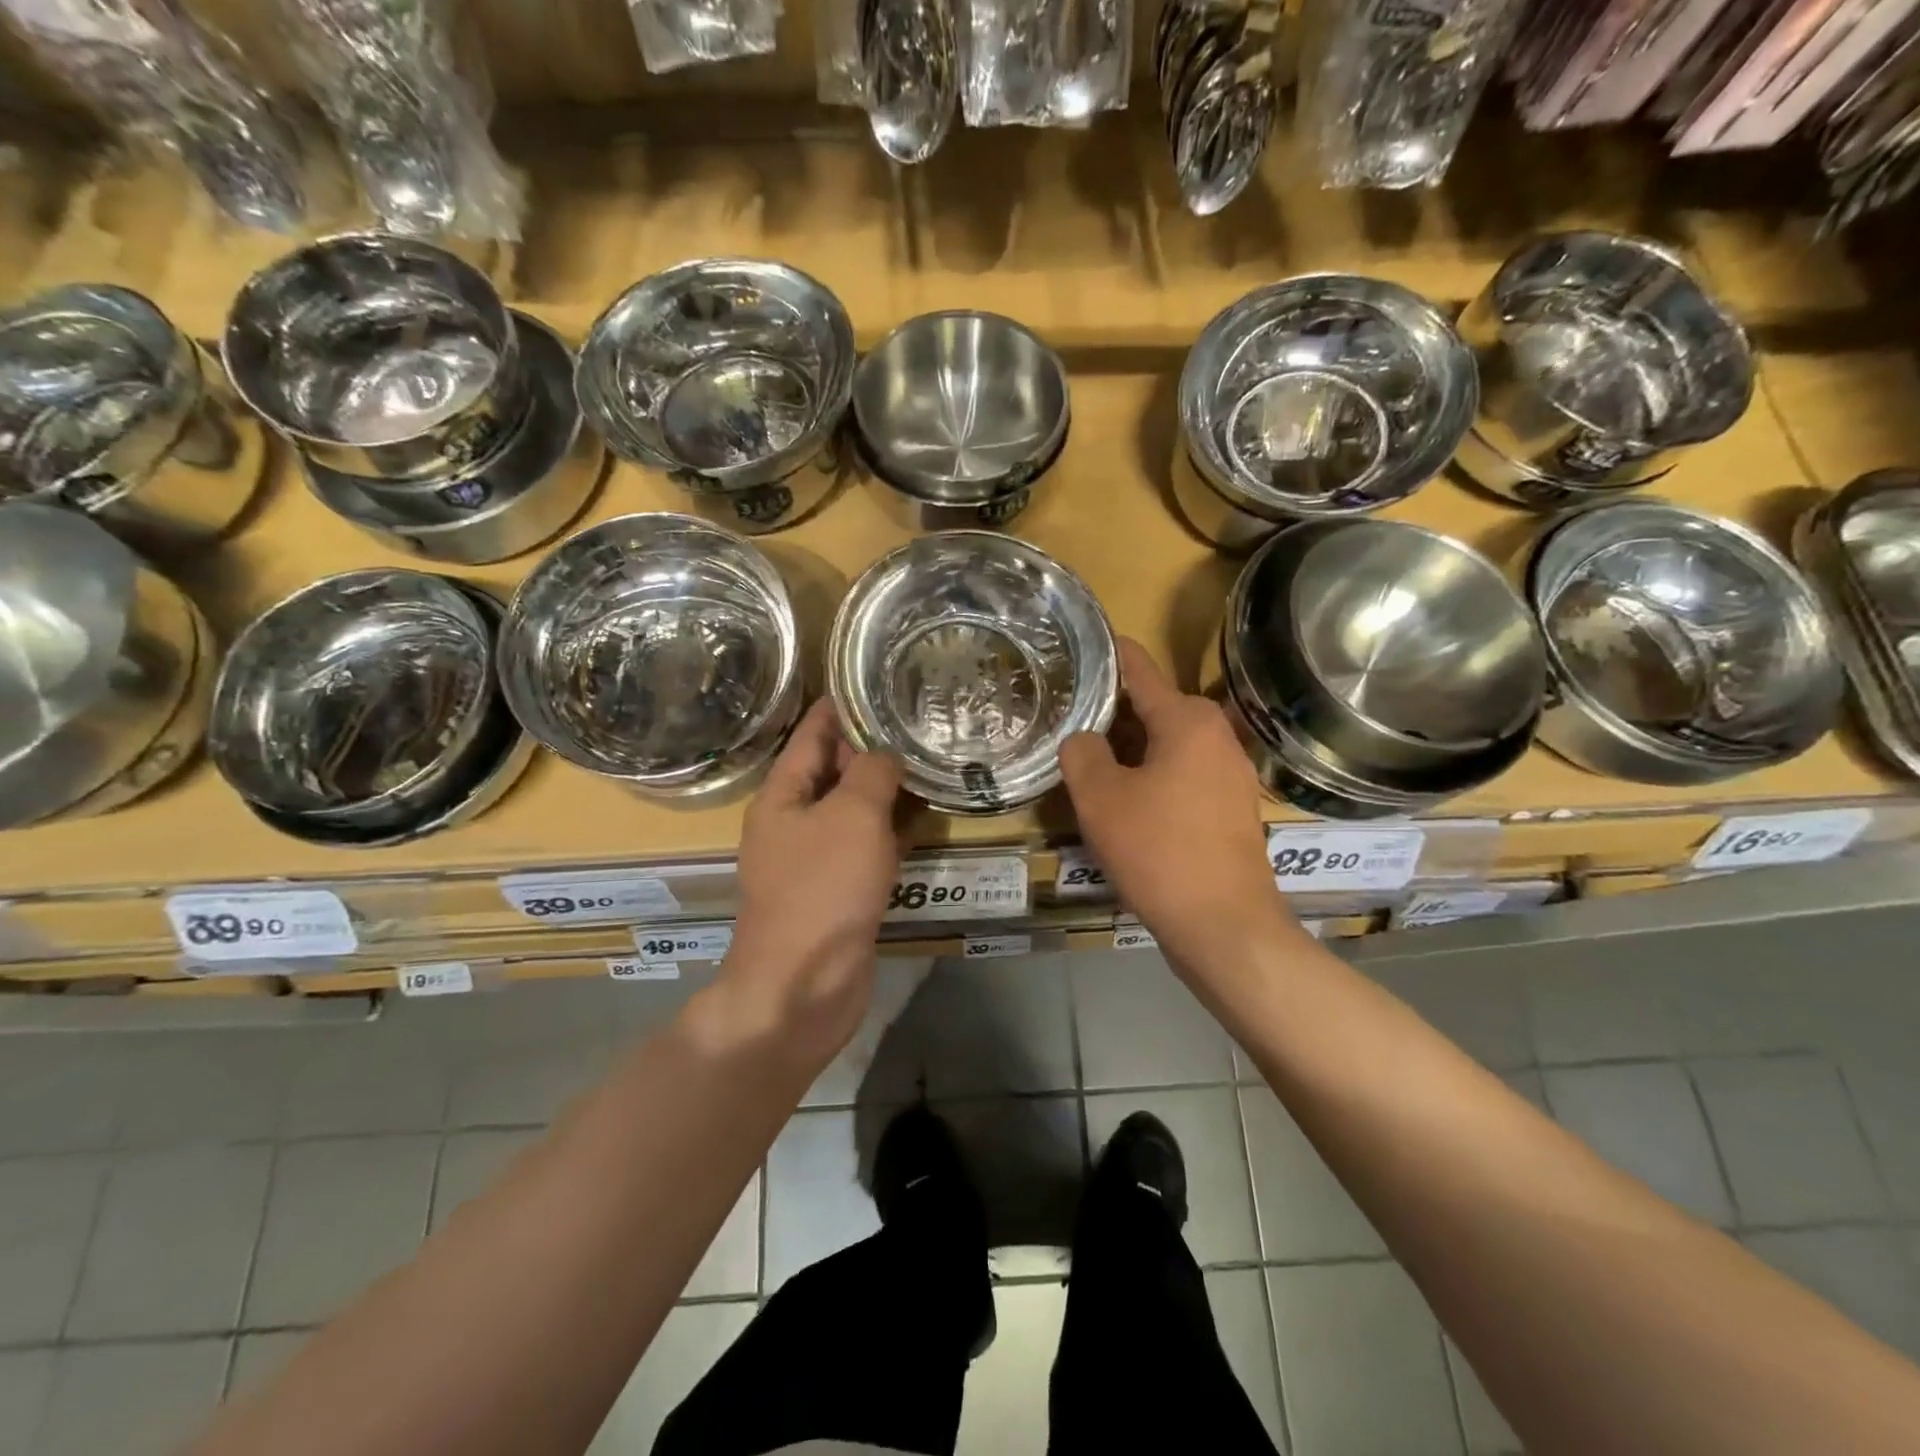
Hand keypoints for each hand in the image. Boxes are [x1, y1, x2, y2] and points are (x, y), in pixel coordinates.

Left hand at [720, 699, 905, 1067]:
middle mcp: (795, 822)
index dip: (841, 705)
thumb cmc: (822, 889)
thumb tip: (885, 752)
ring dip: (887, 790)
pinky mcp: (840, 892)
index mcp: (783, 795)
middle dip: (872, 746)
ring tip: (930, 761)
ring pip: (855, 811)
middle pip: (834, 771)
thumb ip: (871, 773)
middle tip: (919, 720)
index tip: (876, 679)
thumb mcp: (851, 816)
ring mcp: (816, 860)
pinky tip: (927, 819)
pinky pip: (868, 848)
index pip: (812, 733)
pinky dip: (894, 833)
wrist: (803, 986)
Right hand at [1061, 639, 1300, 966]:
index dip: (1108, 656)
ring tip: (1089, 761)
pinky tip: (1125, 801)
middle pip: (1154, 707)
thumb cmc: (1159, 851)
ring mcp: (1231, 773)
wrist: (1224, 925)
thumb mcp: (1101, 798)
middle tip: (1068, 720)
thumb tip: (1084, 738)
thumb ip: (1082, 753)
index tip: (1081, 646)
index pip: (1139, 669)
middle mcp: (1217, 736)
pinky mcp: (1231, 808)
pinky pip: (1183, 774)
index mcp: (1188, 720)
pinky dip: (1153, 775)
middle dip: (1112, 712)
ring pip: (1168, 744)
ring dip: (1131, 749)